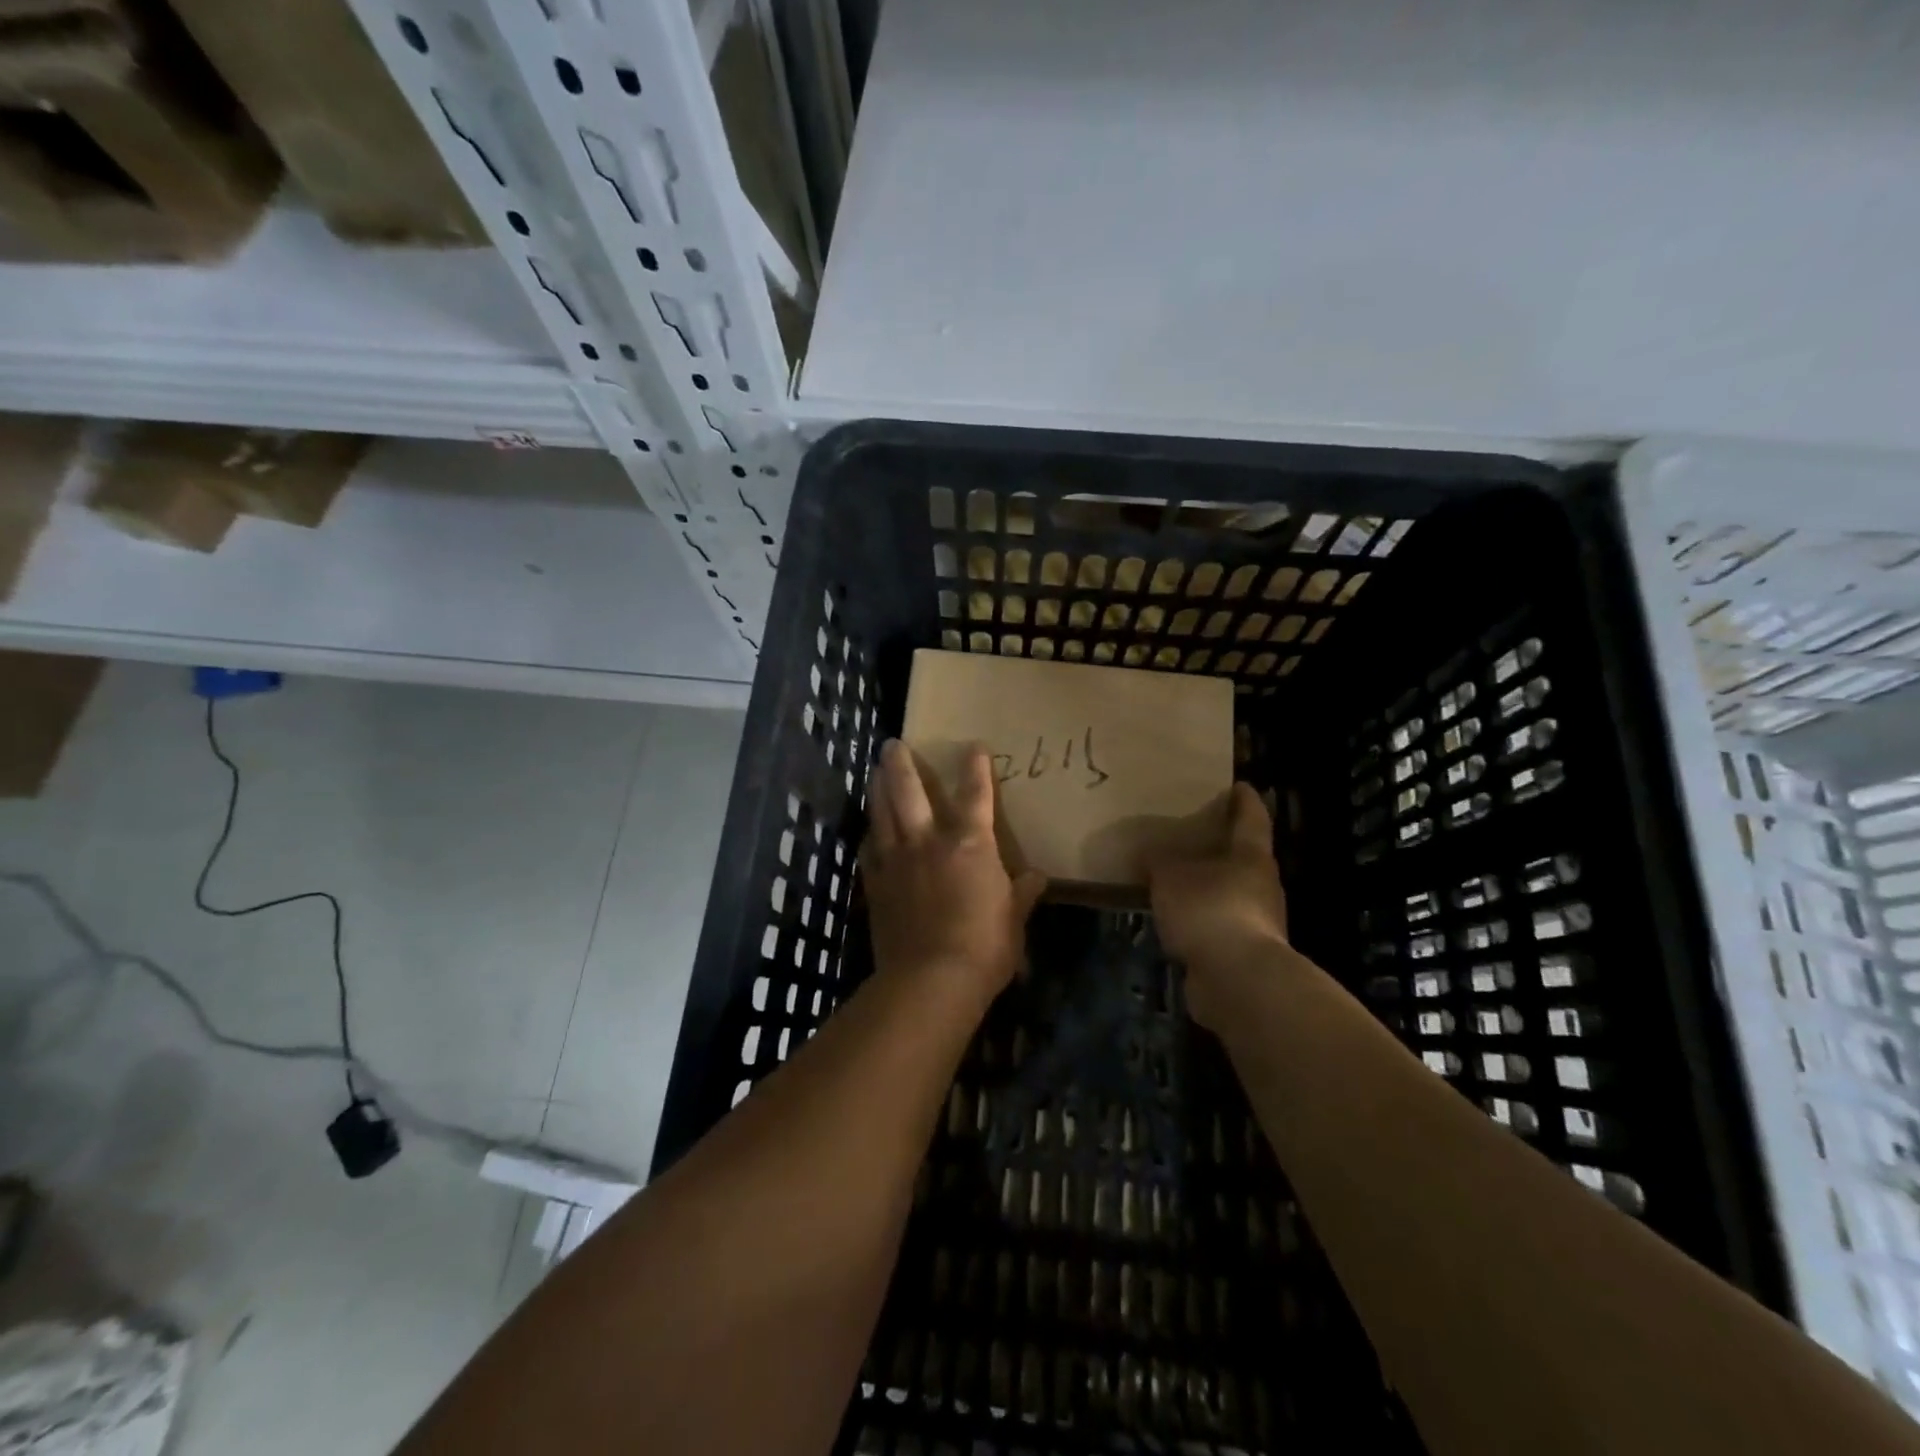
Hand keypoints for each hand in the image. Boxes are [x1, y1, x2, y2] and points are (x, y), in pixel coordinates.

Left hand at [861, 740, 1046, 1011]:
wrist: (930, 980)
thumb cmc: (984, 947)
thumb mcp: (1014, 921)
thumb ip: (1022, 894)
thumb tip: (1037, 878)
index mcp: (969, 844)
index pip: (975, 794)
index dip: (976, 767)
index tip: (973, 745)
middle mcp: (928, 841)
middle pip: (908, 790)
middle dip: (901, 763)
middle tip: (893, 743)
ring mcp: (896, 861)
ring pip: (882, 813)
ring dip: (877, 788)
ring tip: (874, 772)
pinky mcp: (875, 885)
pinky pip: (868, 851)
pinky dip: (870, 837)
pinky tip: (869, 833)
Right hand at [1149, 782, 1290, 1030]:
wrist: (1236, 979)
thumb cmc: (1209, 909)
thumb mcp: (1170, 876)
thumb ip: (1159, 861)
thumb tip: (1150, 853)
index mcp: (1251, 856)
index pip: (1251, 818)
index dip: (1244, 800)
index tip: (1238, 785)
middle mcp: (1261, 884)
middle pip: (1244, 856)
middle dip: (1221, 845)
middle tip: (1193, 832)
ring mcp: (1257, 921)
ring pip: (1231, 891)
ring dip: (1209, 884)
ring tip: (1176, 877)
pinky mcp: (1243, 952)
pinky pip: (1218, 923)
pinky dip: (1201, 917)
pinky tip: (1177, 918)